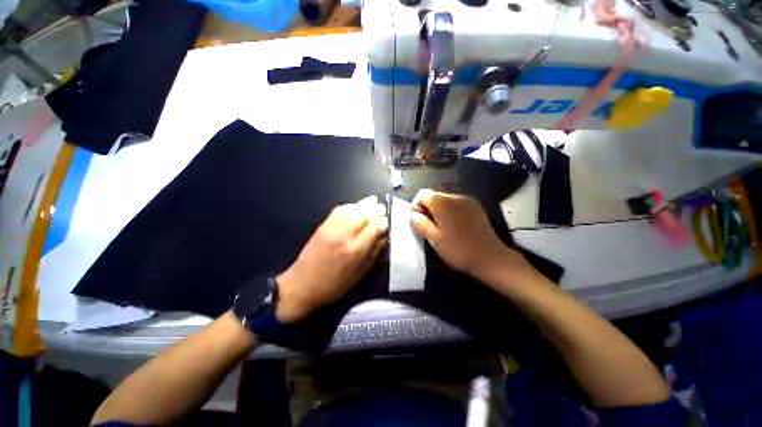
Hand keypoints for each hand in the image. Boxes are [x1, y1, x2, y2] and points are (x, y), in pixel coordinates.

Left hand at [275, 196, 387, 322]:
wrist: (302, 284)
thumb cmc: (334, 285)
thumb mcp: (359, 274)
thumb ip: (373, 253)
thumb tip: (383, 237)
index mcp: (355, 250)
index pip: (375, 227)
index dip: (384, 222)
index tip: (389, 222)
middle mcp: (344, 234)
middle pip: (365, 214)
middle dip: (377, 210)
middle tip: (383, 210)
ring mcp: (332, 227)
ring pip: (353, 208)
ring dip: (365, 205)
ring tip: (374, 203)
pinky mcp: (323, 225)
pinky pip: (340, 209)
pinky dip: (351, 206)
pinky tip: (356, 207)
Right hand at [408, 189, 532, 284]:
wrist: (491, 258)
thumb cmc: (458, 250)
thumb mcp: (434, 239)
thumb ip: (420, 223)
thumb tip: (411, 214)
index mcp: (443, 203)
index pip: (423, 193)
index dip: (417, 205)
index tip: (419, 220)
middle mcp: (455, 197)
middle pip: (434, 195)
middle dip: (428, 207)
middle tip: (429, 226)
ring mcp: (468, 201)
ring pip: (445, 199)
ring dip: (439, 209)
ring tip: (442, 227)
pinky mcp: (476, 207)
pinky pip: (457, 203)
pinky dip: (450, 210)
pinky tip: (455, 226)